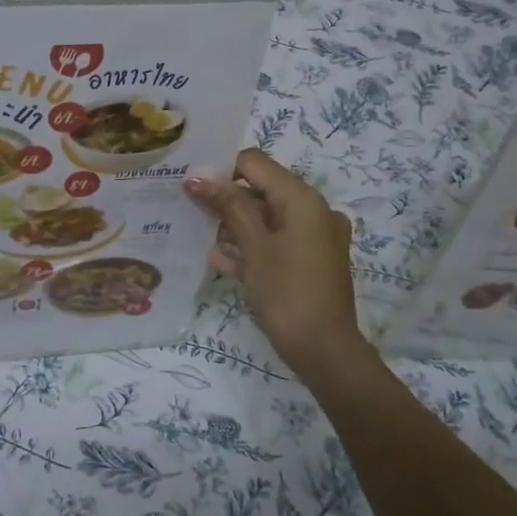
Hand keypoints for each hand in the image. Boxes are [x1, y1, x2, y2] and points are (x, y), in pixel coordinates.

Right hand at [185, 150, 371, 385]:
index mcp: (302, 198)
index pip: (254, 163)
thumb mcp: (253, 246)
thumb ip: (228, 206)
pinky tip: (222, 261)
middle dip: (226, 200)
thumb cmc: (287, 292)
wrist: (325, 352)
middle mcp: (314, 210)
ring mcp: (315, 237)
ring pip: (268, 217)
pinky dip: (252, 245)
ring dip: (236, 225)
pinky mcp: (311, 261)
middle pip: (261, 189)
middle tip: (191, 212)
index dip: (222, 170)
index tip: (192, 189)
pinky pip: (277, 241)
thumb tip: (198, 176)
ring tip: (203, 239)